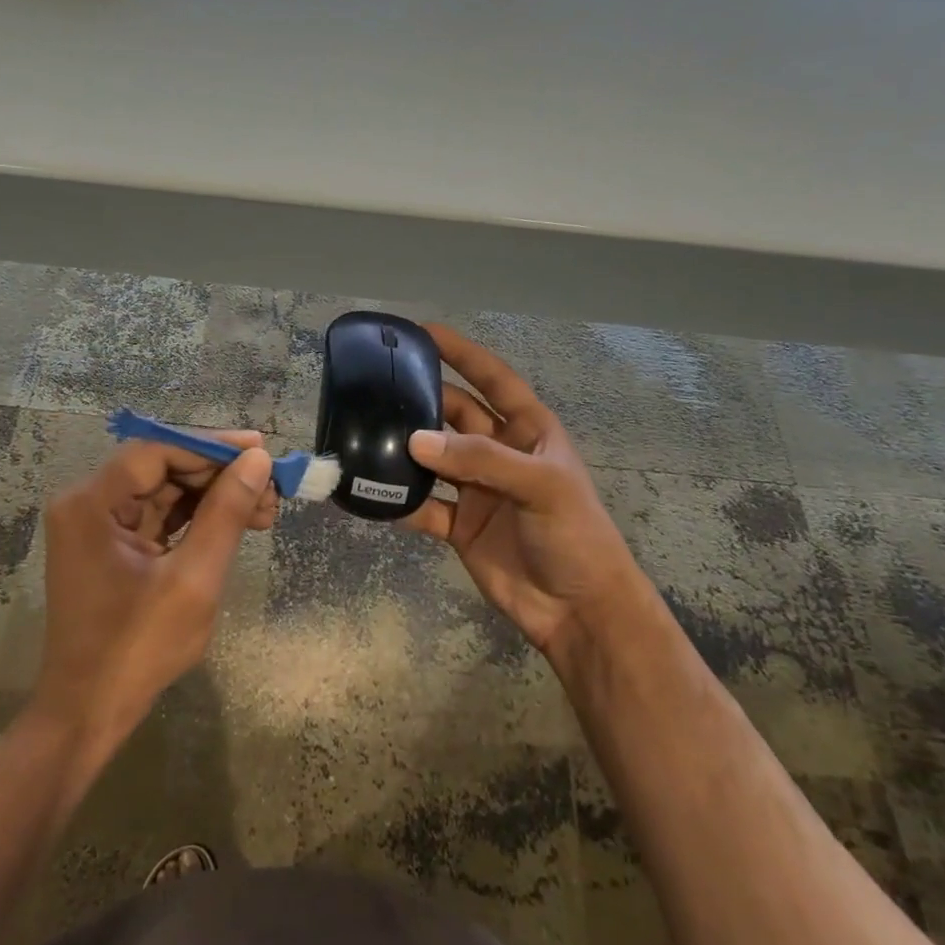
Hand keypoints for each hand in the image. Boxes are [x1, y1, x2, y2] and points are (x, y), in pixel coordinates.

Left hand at [34, 435, 277, 758]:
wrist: (88, 714)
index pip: (157, 451)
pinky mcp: (111, 547)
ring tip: (265, 509)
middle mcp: (87, 504)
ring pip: (165, 491)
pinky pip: (158, 517)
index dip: (211, 446)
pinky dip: (196, 519)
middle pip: (161, 468)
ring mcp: (96, 526)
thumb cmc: (137, 649)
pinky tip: (237, 523)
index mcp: (91, 503)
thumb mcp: (193, 579)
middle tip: (271, 488)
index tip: (260, 451)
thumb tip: (258, 462)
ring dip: (213, 497)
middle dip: (218, 476)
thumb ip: (226, 514)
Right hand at [403, 324, 642, 656]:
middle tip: (379, 388)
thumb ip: (480, 459)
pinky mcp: (459, 525)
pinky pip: (423, 506)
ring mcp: (477, 489)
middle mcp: (499, 453)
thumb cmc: (575, 535)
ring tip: (365, 434)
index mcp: (529, 431)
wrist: (579, 612)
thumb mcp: (540, 486)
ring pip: (433, 459)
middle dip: (422, 400)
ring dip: (405, 450)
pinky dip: (400, 501)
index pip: (493, 379)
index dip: (462, 353)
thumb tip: (415, 440)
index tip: (423, 333)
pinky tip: (371, 493)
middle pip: (454, 415)